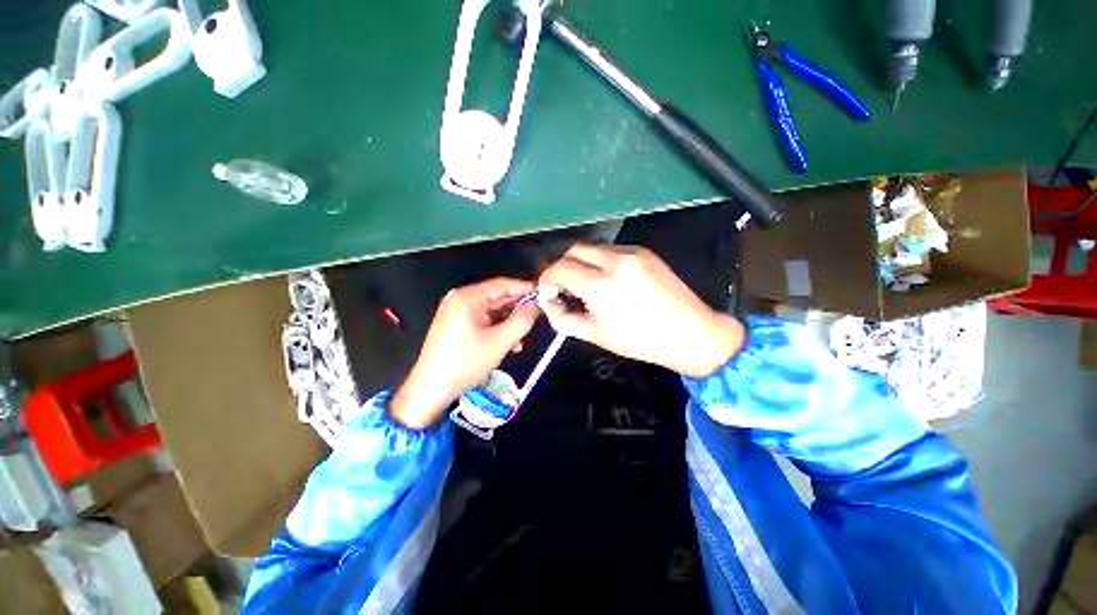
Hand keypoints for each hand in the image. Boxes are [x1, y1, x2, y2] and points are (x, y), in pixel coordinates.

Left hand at [390, 278, 539, 429]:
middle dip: (517, 309)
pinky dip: (497, 330)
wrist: (431, 389)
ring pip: (492, 312)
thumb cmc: (466, 362)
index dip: (525, 288)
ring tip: (522, 340)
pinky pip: (483, 321)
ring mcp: (456, 312)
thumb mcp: (500, 342)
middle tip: (537, 318)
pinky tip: (508, 345)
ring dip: (508, 323)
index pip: (502, 284)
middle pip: (497, 298)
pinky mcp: (456, 325)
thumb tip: (537, 306)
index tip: (544, 293)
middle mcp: (460, 299)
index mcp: (467, 297)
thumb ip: (522, 321)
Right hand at [539, 244, 744, 377]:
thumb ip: (563, 318)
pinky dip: (600, 262)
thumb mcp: (595, 335)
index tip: (548, 292)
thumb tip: (548, 302)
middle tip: (565, 287)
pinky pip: (611, 250)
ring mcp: (631, 252)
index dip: (547, 279)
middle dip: (562, 267)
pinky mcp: (643, 251)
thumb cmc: (640, 340)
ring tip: (587, 285)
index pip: (559, 268)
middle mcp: (614, 260)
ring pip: (592, 248)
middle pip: (573, 250)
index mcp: (601, 285)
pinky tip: (608, 280)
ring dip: (581, 263)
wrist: (690, 332)